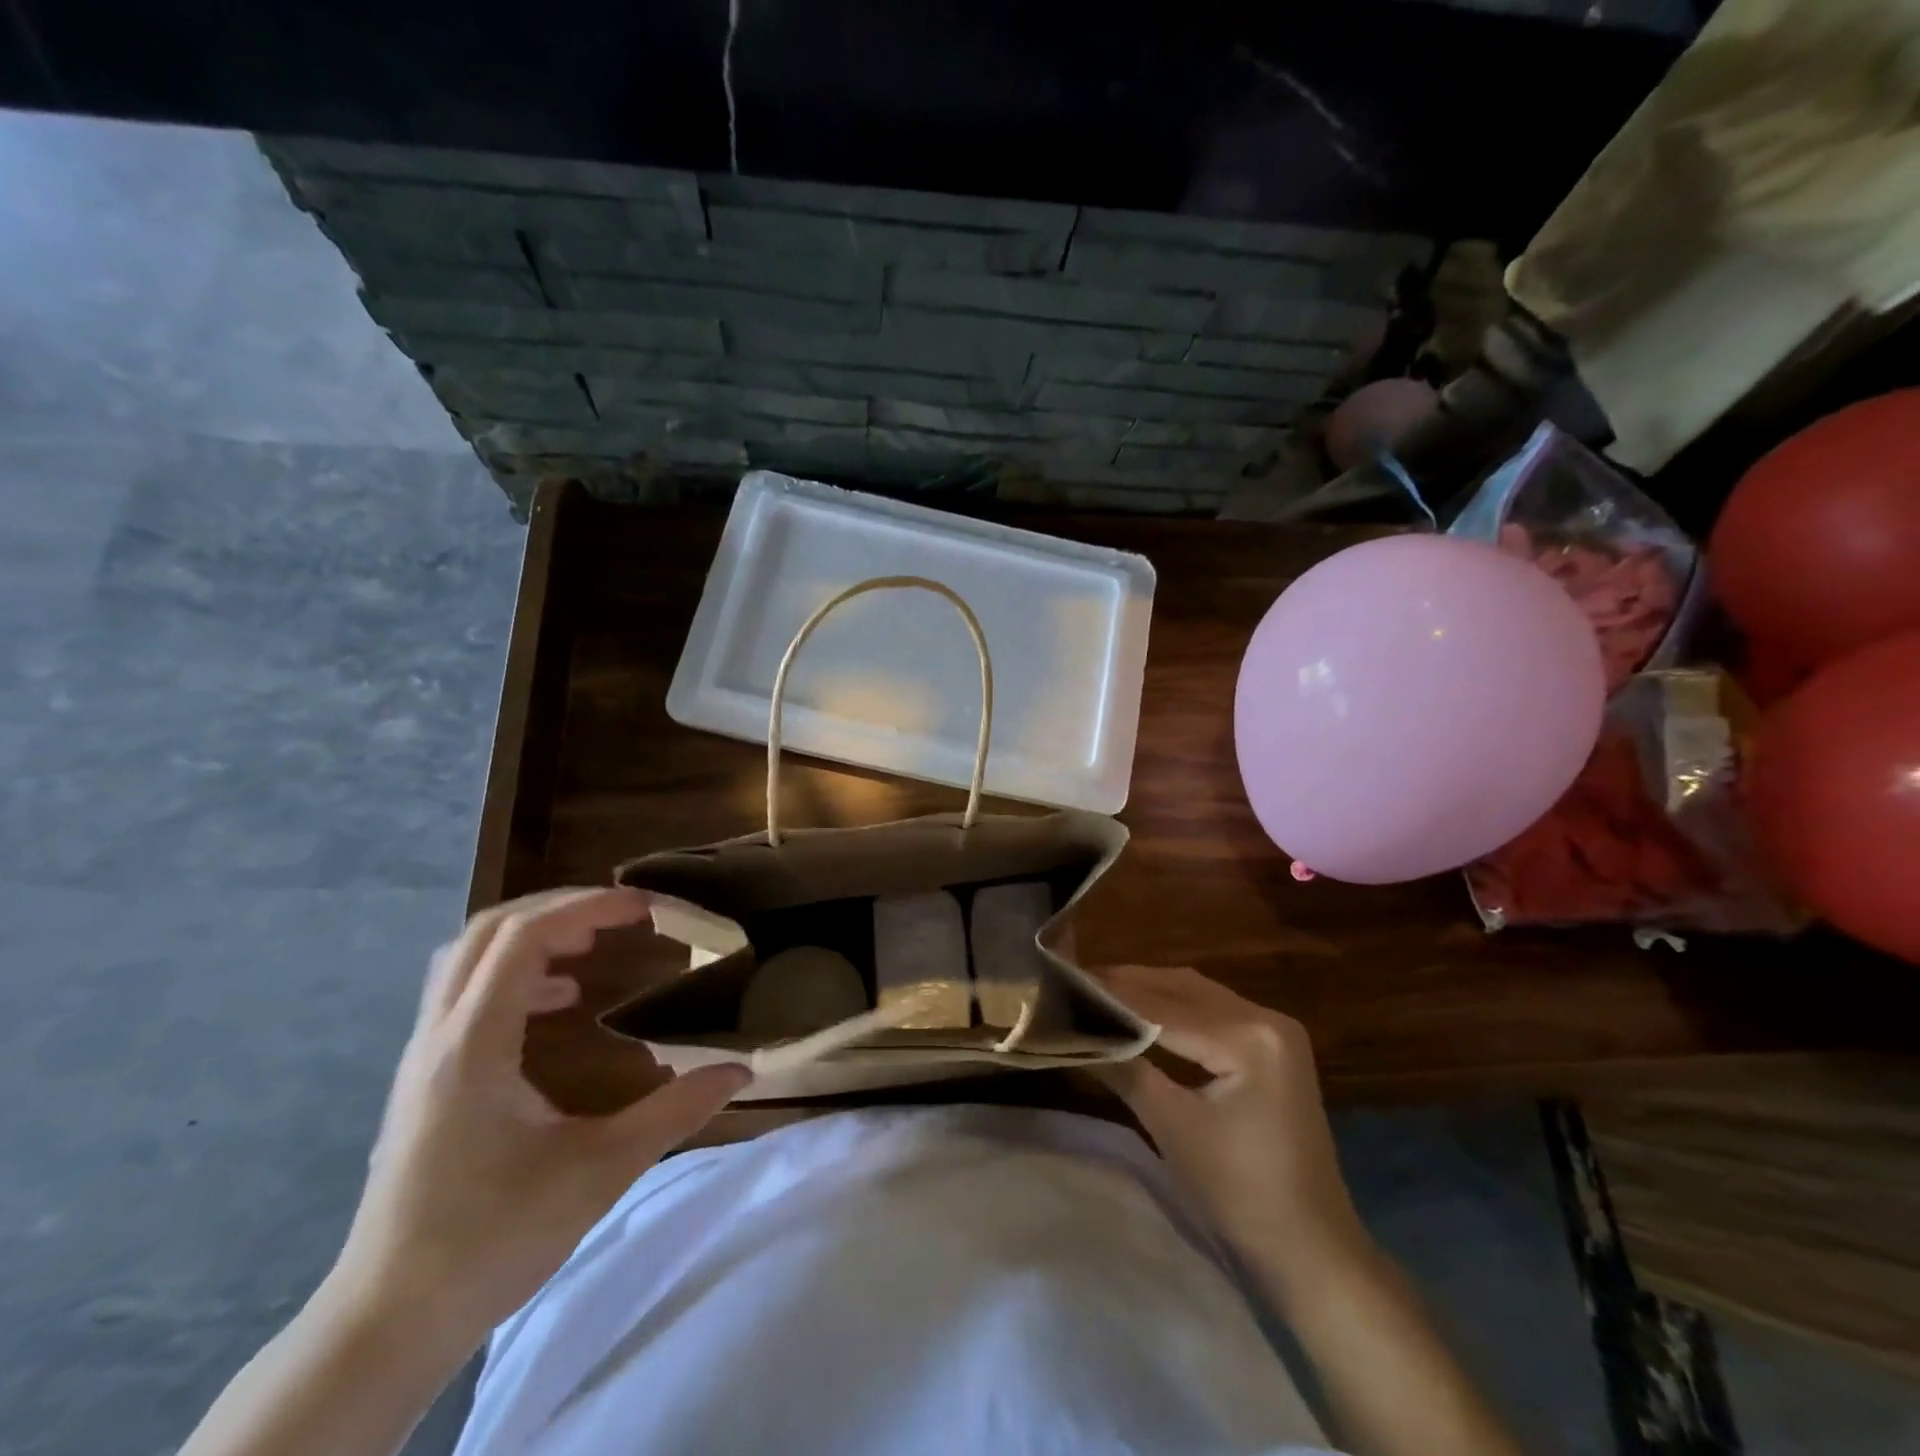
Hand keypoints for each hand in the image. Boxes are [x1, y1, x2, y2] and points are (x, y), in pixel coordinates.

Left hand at [328, 888, 748, 1345]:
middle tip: (622, 916)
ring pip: (469, 957)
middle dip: (560, 908)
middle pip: (489, 930)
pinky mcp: (426, 1079)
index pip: (523, 938)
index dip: (587, 907)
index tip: (644, 908)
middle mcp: (439, 1037)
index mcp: (474, 1047)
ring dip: (533, 935)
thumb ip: (675, 1111)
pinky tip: (561, 1004)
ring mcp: (424, 1057)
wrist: (388, 1323)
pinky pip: (467, 992)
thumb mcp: (600, 1170)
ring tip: (592, 945)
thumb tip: (740, 1070)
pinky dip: (517, 973)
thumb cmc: (493, 1239)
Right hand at [1092, 965, 1367, 1294]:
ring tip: (1100, 992)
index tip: (1065, 981)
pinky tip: (1143, 1014)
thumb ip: (1124, 1068)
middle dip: (1128, 984)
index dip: (1112, 995)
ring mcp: (1275, 1030)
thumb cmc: (1240, 1193)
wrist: (1312, 1249)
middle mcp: (1267, 1018)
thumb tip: (1075, 1032)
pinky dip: (1176, 1009)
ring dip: (1151, 992)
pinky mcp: (1273, 1047)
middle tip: (1076, 983)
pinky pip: (1214, 1012)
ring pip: (1198, 995)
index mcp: (1249, 1036)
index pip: (1164, 1006)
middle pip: (1182, 989)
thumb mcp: (1172, 1127)